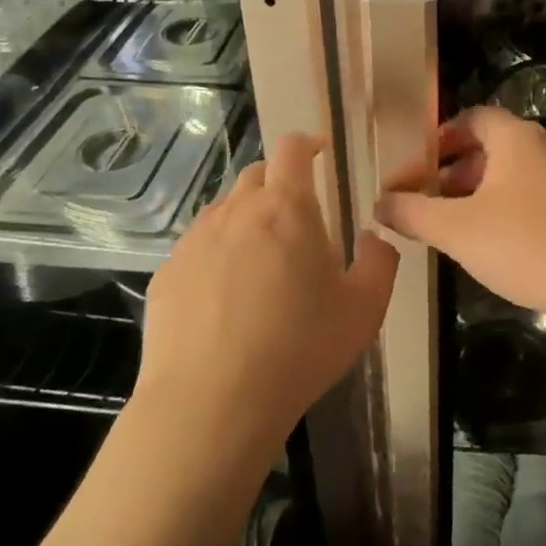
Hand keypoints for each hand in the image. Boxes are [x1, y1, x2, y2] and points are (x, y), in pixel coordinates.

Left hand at [135, 134, 396, 448]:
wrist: (212, 402)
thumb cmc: (300, 348)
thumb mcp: (365, 308)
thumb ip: (379, 261)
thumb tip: (371, 238)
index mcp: (287, 208)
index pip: (292, 148)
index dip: (308, 143)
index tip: (320, 152)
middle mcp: (236, 211)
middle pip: (256, 174)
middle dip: (279, 182)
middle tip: (298, 217)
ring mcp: (195, 241)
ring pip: (224, 210)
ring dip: (247, 218)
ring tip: (262, 260)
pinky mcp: (166, 274)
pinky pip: (197, 248)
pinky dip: (217, 255)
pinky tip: (225, 298)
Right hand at [375, 107, 545, 317]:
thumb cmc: (526, 243)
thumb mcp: (457, 229)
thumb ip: (413, 212)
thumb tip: (379, 202)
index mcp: (516, 138)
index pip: (472, 118)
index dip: (440, 138)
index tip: (416, 166)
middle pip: (493, 147)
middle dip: (455, 171)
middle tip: (428, 201)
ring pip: (514, 175)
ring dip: (481, 193)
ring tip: (455, 227)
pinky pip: (536, 197)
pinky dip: (509, 210)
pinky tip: (497, 245)